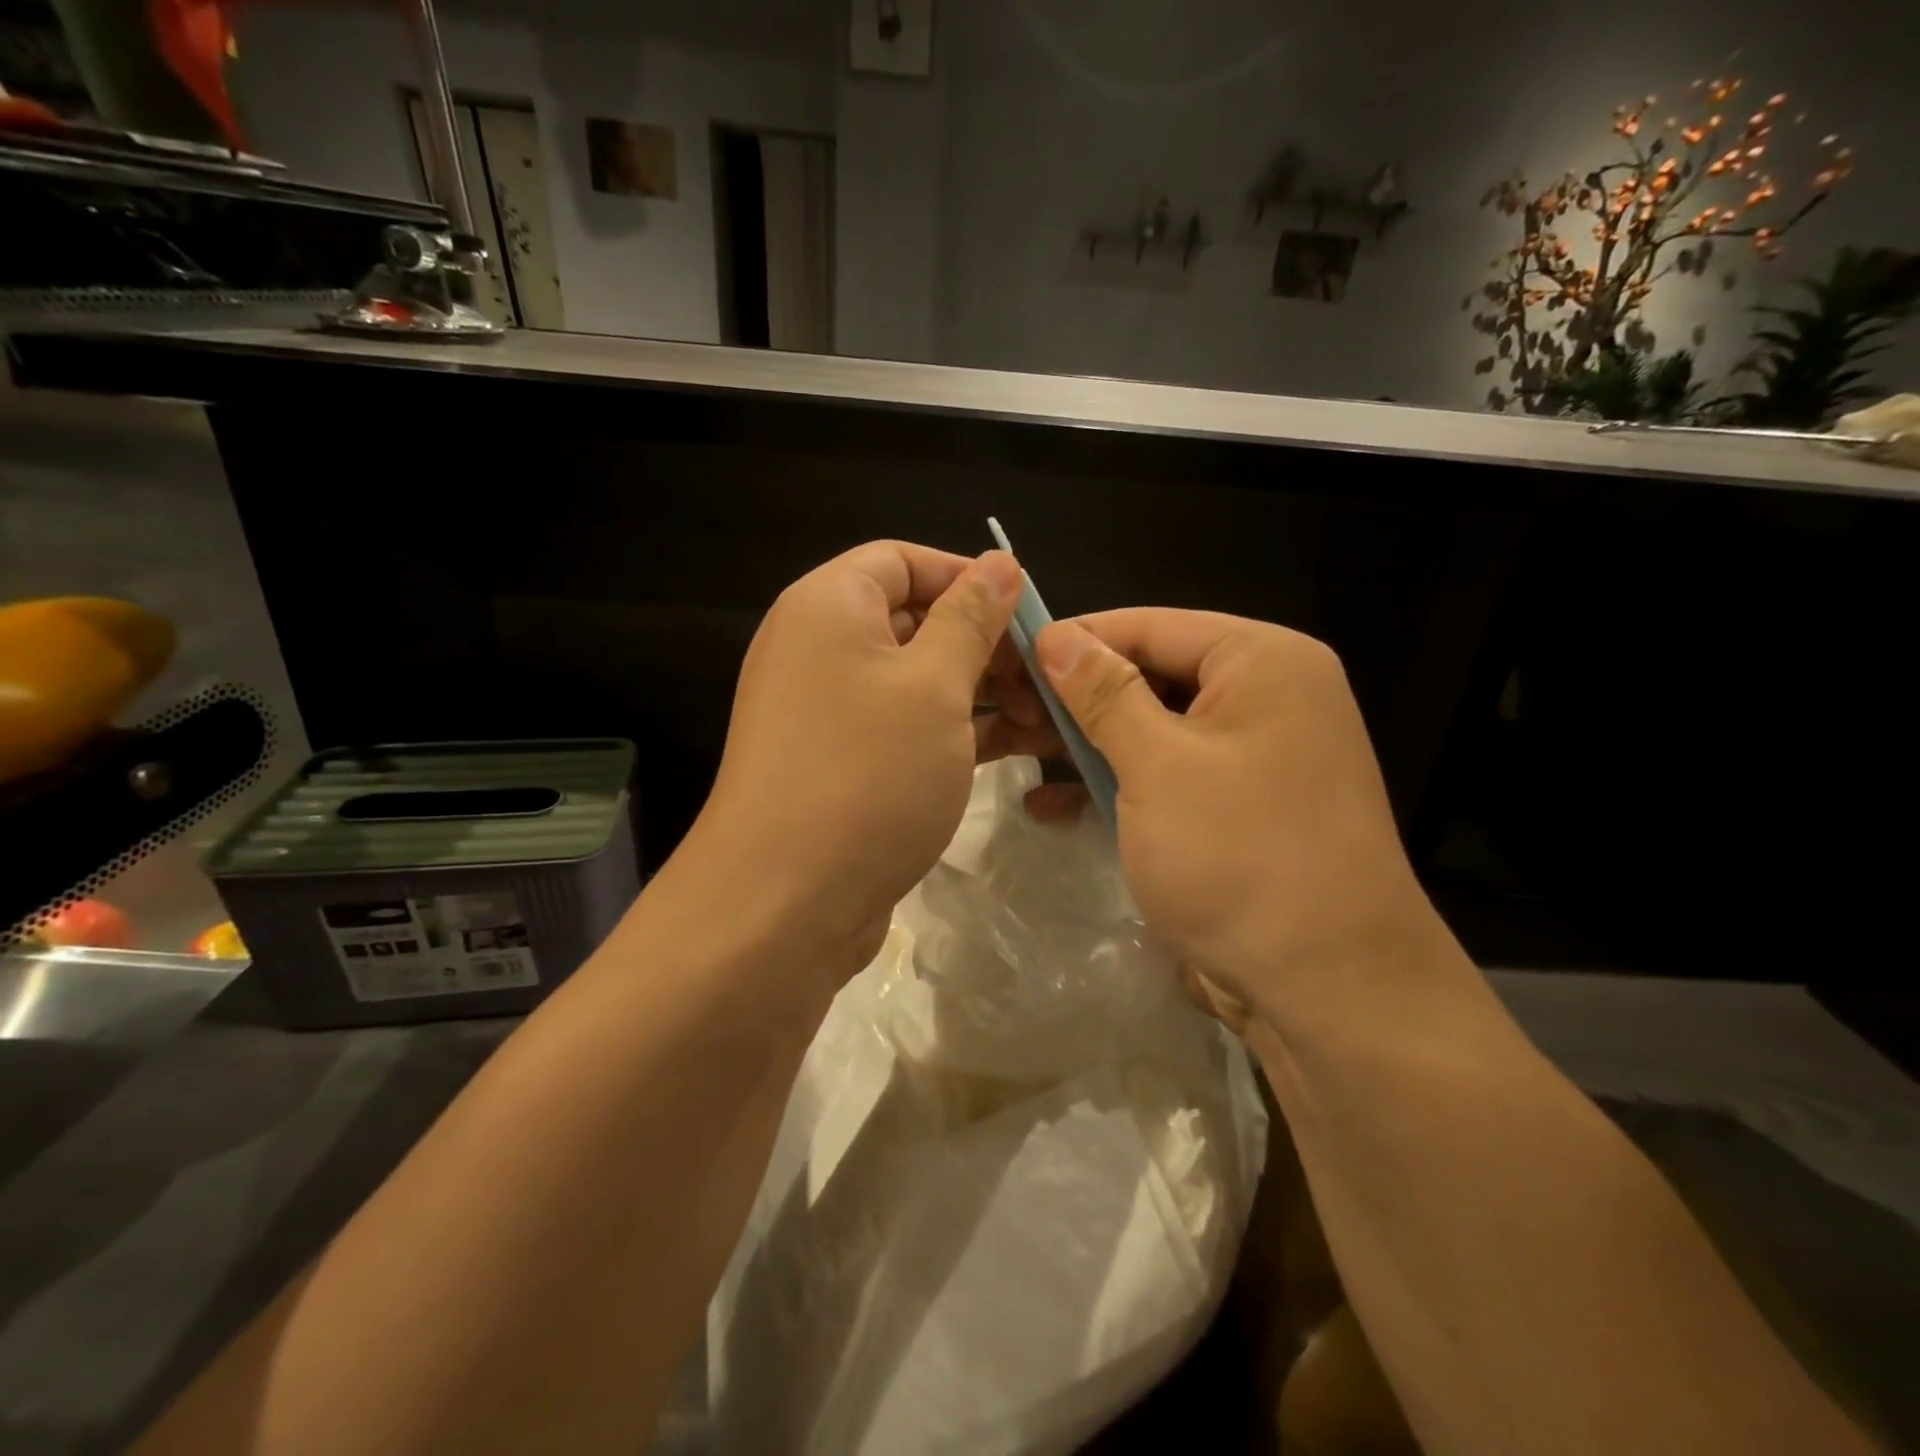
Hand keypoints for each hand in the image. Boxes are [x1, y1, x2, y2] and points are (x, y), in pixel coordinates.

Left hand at [677, 541, 1048, 988]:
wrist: (782, 905)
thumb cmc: (867, 774)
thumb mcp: (935, 686)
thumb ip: (971, 617)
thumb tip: (999, 562)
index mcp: (828, 607)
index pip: (902, 561)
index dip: (967, 577)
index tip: (1027, 613)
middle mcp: (817, 649)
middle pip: (912, 620)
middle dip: (983, 643)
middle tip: (1046, 679)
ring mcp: (825, 711)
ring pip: (914, 680)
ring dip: (978, 692)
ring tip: (1043, 718)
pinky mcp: (840, 763)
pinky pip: (902, 726)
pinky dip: (952, 730)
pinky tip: (1011, 748)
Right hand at [1034, 609, 1454, 1034]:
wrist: (1330, 988)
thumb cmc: (1240, 856)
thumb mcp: (1159, 765)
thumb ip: (1104, 694)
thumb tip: (1057, 635)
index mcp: (1264, 662)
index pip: (1152, 626)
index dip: (1078, 639)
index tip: (1009, 656)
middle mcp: (1268, 697)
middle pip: (1153, 675)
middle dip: (1077, 697)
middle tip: (1006, 712)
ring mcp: (1256, 755)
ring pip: (1156, 729)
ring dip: (1089, 743)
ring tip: (1017, 750)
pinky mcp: (1241, 807)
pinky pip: (1170, 775)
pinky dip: (1118, 784)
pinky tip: (1053, 806)